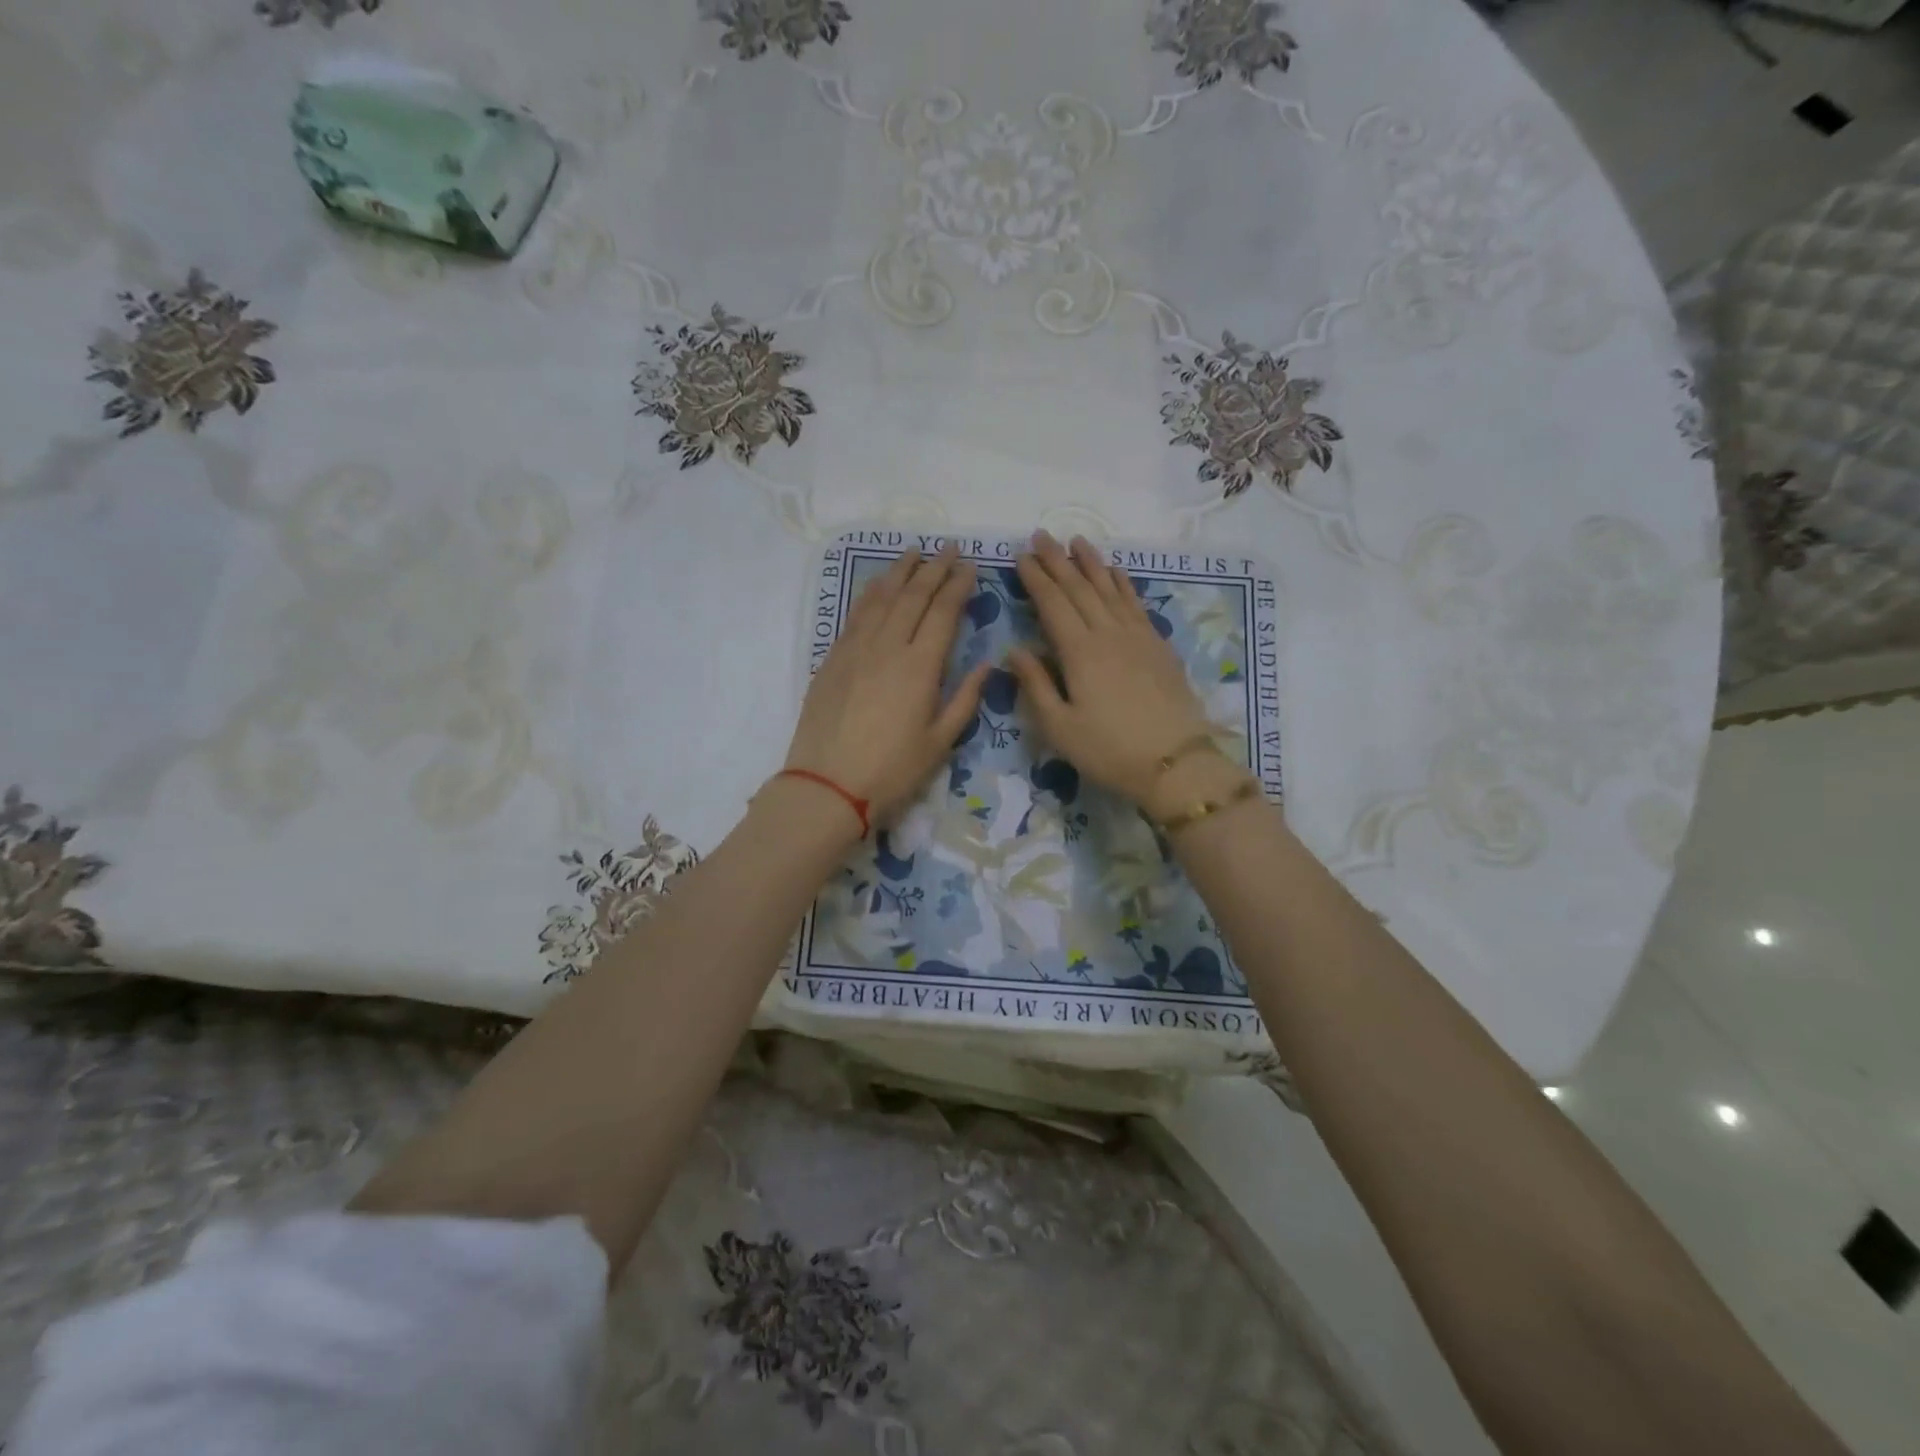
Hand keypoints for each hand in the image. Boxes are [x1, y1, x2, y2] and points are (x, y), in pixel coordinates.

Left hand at [783, 543, 990, 827]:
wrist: (827, 785)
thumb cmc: (892, 770)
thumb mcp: (940, 742)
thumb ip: (965, 699)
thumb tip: (987, 664)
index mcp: (920, 666)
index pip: (943, 612)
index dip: (958, 585)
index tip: (970, 566)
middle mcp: (888, 646)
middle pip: (913, 596)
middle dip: (934, 568)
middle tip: (949, 548)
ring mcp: (856, 649)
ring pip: (881, 598)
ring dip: (900, 571)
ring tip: (915, 552)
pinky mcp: (833, 658)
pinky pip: (855, 614)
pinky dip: (871, 593)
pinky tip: (879, 585)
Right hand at [1008, 532, 1232, 812]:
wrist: (1175, 763)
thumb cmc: (1109, 750)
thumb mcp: (1059, 727)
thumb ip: (1035, 685)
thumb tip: (1014, 650)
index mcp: (1079, 652)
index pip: (1053, 604)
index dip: (1035, 578)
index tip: (1021, 556)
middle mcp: (1108, 633)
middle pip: (1079, 588)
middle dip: (1058, 561)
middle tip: (1041, 535)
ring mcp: (1137, 636)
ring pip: (1110, 588)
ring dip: (1091, 563)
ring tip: (1076, 541)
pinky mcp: (1158, 645)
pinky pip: (1135, 602)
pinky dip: (1122, 583)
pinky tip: (1116, 572)